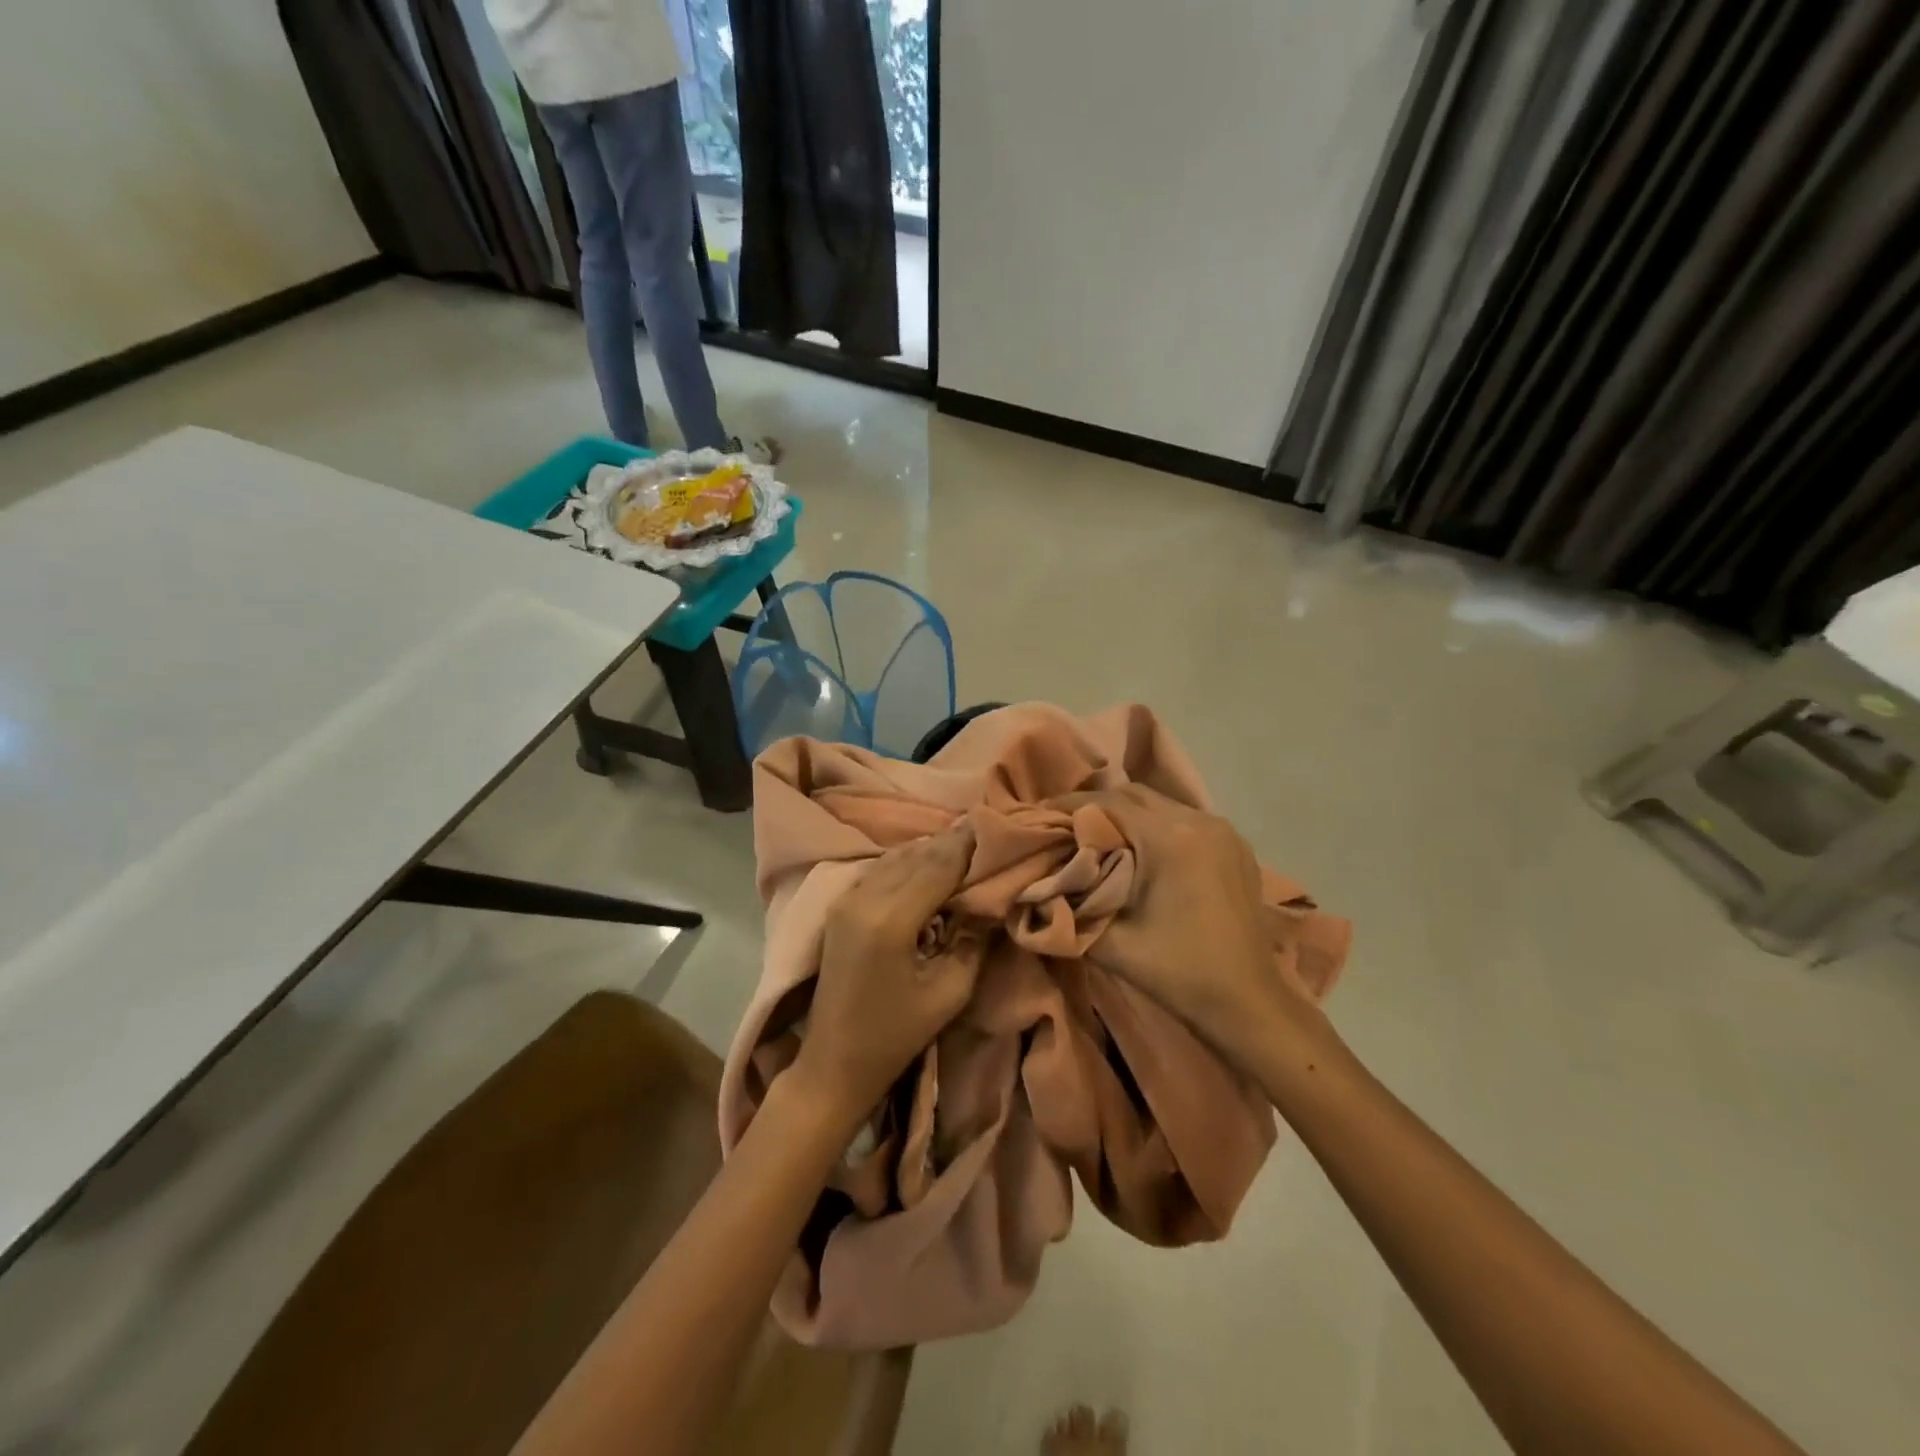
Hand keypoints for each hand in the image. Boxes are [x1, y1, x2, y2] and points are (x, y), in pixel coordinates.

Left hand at [788, 822, 984, 1128]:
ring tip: (965, 845)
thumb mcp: (950, 993)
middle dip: (953, 842)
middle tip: (987, 833)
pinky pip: (881, 868)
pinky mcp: (840, 905)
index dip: (969, 845)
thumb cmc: (896, 1035)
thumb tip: (991, 902)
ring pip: (897, 856)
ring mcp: (847, 898)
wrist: (833, 1061)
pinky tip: (930, 864)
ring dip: (930, 848)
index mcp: (891, 919)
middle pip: (917, 853)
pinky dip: (909, 860)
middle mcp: (865, 897)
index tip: (998, 829)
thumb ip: (973, 941)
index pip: (938, 864)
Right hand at [1063, 784, 1324, 1066]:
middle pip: (1134, 795)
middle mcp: (1199, 821)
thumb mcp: (1111, 943)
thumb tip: (1038, 883)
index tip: (1039, 815)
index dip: (1068, 806)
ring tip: (1097, 835)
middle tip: (1064, 825)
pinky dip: (1154, 825)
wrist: (1249, 1003)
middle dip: (1094, 806)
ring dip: (1125, 814)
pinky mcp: (1235, 844)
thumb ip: (1069, 907)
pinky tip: (1139, 849)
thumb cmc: (1179, 973)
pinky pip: (1183, 819)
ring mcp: (1222, 830)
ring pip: (1160, 804)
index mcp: (1170, 839)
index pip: (1107, 803)